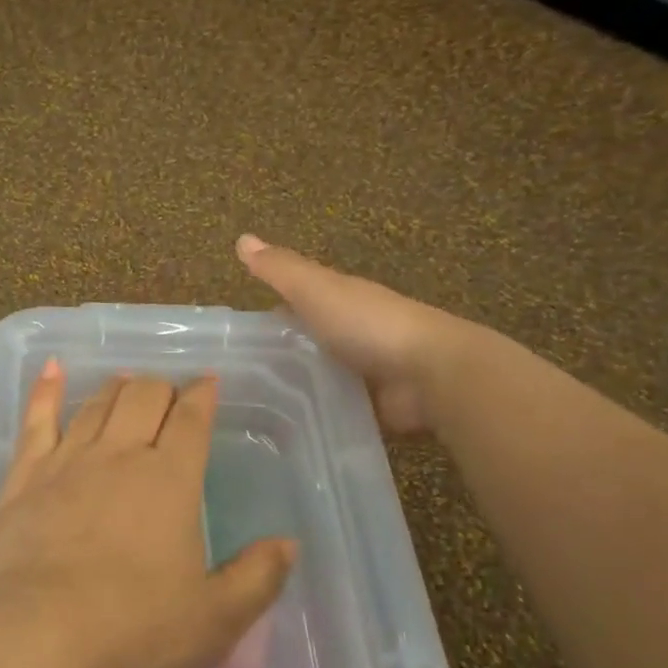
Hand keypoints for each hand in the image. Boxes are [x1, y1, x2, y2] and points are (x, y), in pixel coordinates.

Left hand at [0, 361, 296, 667]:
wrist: (37, 640)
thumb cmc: (135, 633)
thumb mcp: (216, 619)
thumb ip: (258, 577)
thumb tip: (288, 543)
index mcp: (171, 480)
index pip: (192, 420)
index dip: (203, 396)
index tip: (209, 382)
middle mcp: (119, 456)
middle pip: (143, 398)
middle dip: (162, 387)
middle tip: (169, 395)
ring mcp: (66, 462)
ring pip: (96, 405)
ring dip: (116, 388)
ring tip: (126, 382)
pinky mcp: (23, 479)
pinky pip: (36, 421)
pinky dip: (46, 390)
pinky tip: (51, 368)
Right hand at [236, 233, 480, 435]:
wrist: (430, 374)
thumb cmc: (368, 324)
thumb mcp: (316, 290)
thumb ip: (280, 270)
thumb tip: (241, 238)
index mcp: (341, 302)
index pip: (298, 305)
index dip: (270, 315)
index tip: (238, 337)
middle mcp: (352, 335)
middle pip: (308, 343)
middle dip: (280, 357)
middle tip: (237, 382)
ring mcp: (365, 374)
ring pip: (319, 378)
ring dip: (296, 388)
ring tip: (253, 411)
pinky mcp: (372, 408)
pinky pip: (335, 410)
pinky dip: (316, 416)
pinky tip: (286, 429)